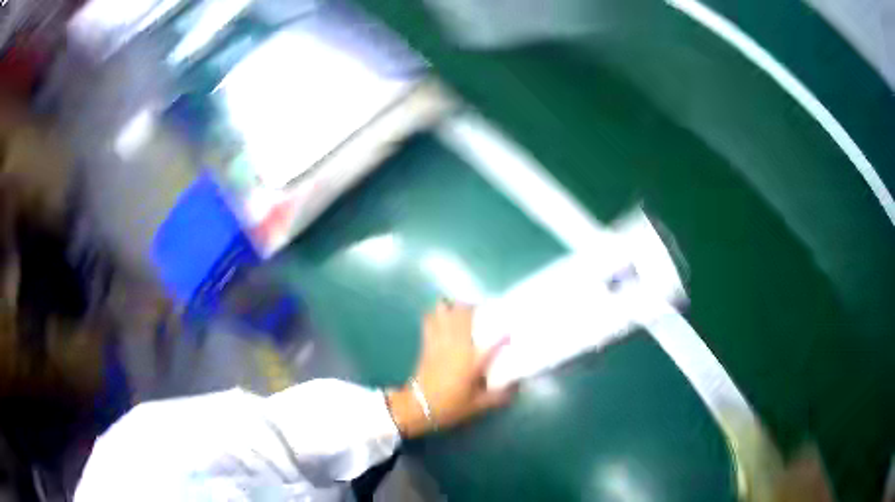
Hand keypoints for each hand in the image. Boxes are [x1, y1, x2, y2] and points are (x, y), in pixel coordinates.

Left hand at [387, 301, 515, 437]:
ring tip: (464, 311)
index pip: (493, 341)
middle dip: (476, 309)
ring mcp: (440, 341)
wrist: (418, 406)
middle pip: (465, 315)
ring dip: (455, 308)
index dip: (504, 334)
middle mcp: (457, 345)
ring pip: (446, 312)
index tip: (511, 330)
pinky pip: (430, 320)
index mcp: (472, 360)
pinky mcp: (427, 343)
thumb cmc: (450, 406)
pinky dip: (437, 314)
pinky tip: (444, 316)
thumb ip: (499, 396)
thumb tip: (517, 387)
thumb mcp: (478, 405)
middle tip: (485, 313)